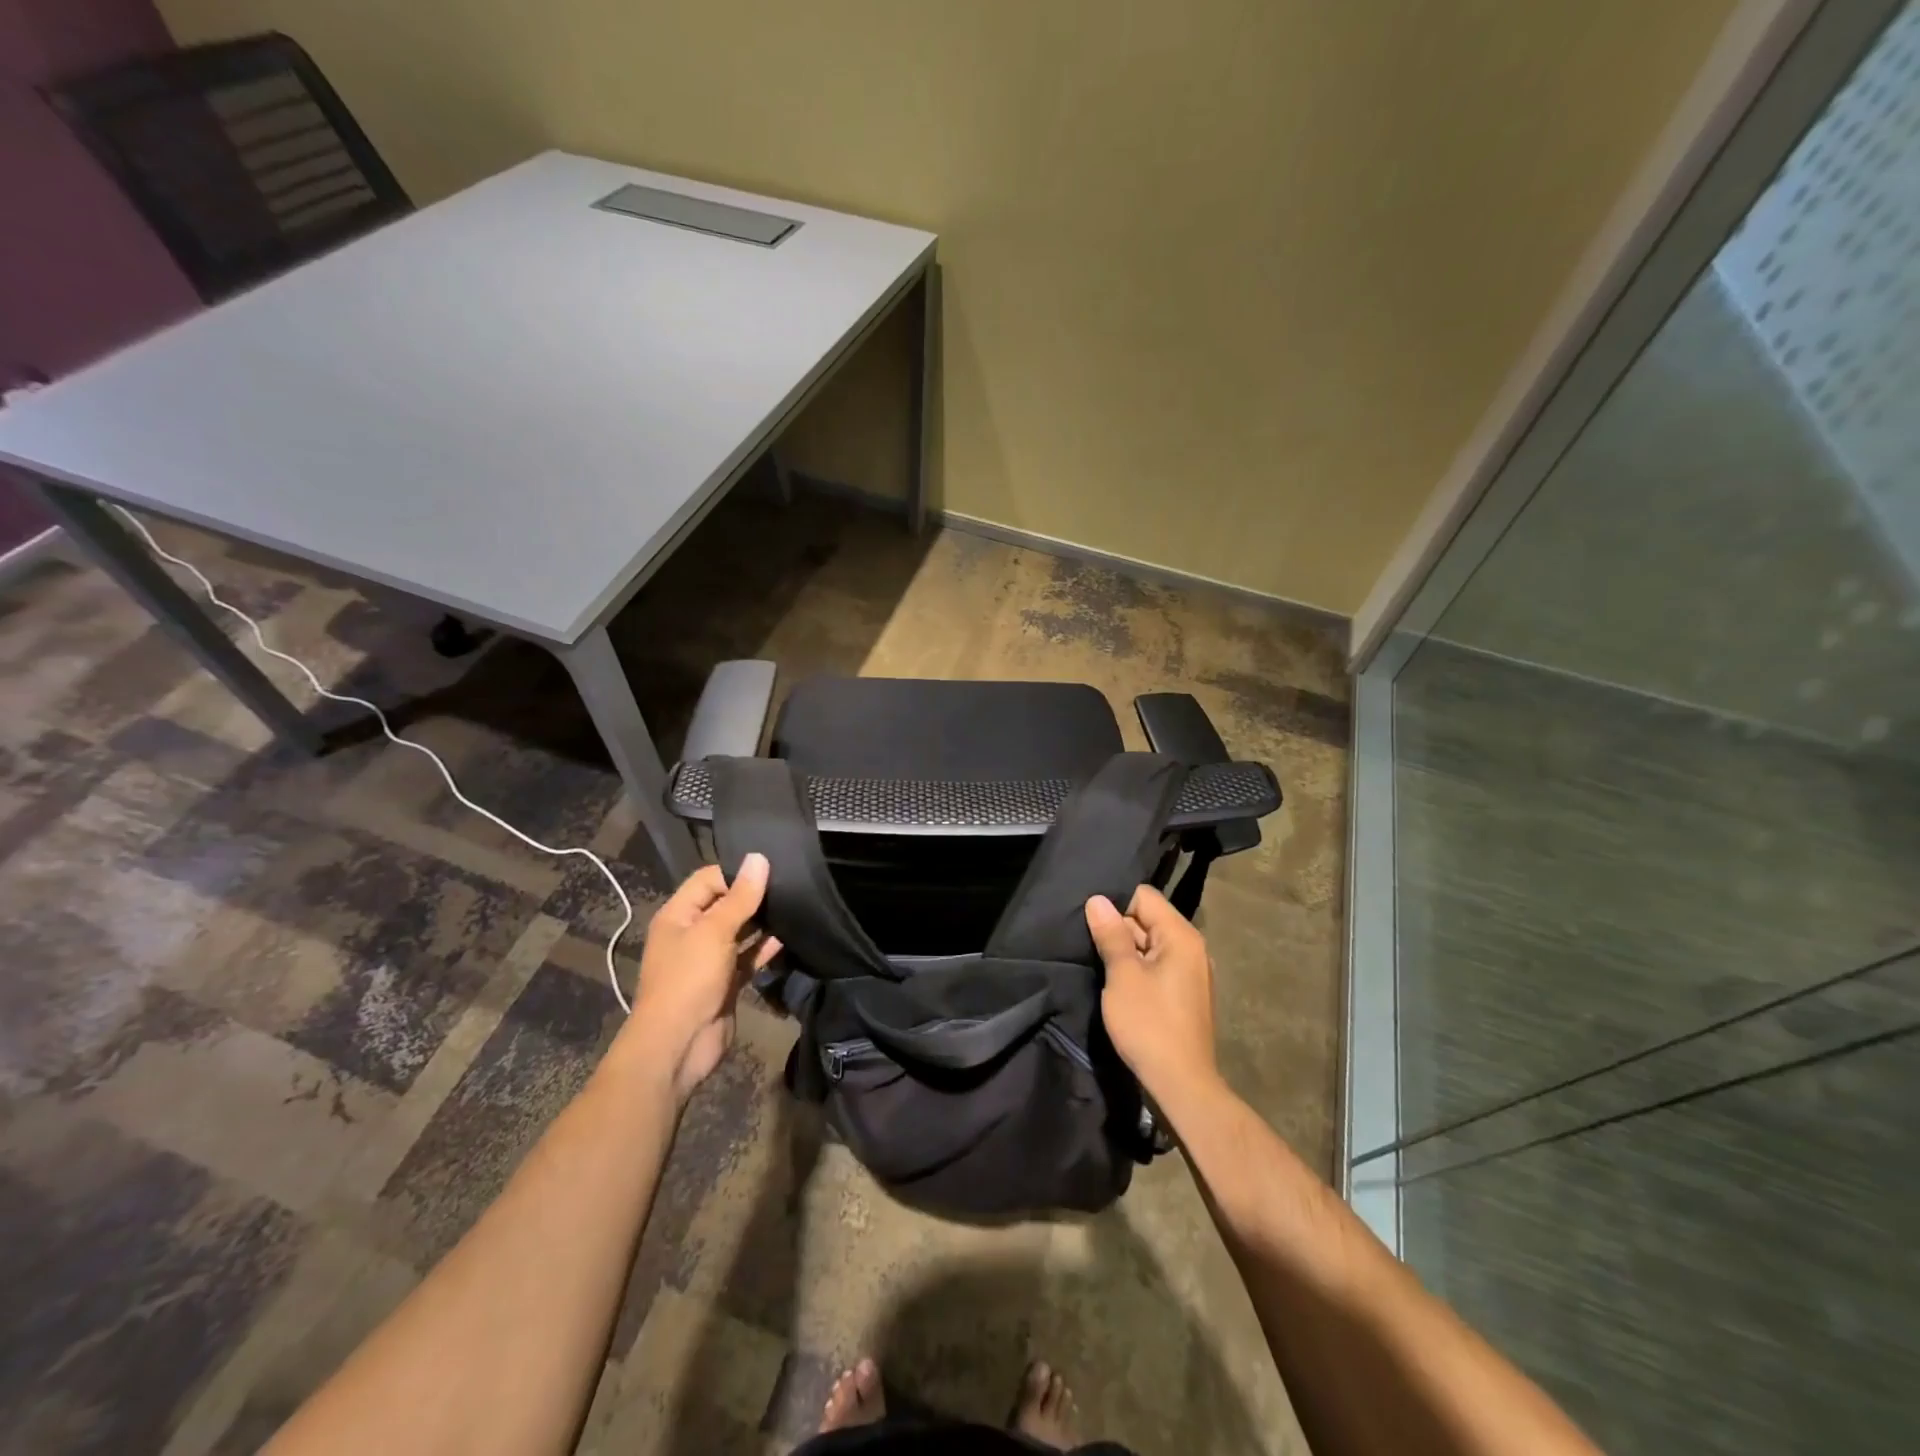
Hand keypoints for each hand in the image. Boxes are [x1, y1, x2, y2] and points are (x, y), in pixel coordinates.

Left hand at [620, 854, 780, 1102]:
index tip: (772, 868)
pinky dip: (765, 948)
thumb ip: (740, 897)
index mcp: (678, 915)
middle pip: (726, 904)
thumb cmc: (689, 980)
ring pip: (740, 931)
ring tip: (796, 906)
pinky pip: (748, 957)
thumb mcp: (714, 932)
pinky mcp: (727, 981)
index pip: (709, 879)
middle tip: (791, 884)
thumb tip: (759, 858)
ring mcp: (710, 959)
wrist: (678, 1046)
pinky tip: (789, 936)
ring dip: (763, 922)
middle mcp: (692, 933)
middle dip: (754, 895)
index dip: (737, 872)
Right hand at [1085, 885, 1217, 1103]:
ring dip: (1125, 951)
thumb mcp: (1123, 976)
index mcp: (1181, 936)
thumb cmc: (1149, 1024)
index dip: (1115, 904)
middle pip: (1148, 919)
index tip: (1090, 921)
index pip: (1144, 897)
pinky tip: (1116, 984)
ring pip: (1150, 945)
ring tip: (1096, 960)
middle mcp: (1192, 948)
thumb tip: (1097, 900)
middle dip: (1118, 928)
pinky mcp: (1184, 995)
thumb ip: (1111, 934)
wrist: (1181, 1084)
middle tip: (1086, 941)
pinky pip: (1157, 967)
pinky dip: (1137, 969)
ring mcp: (1191, 973)